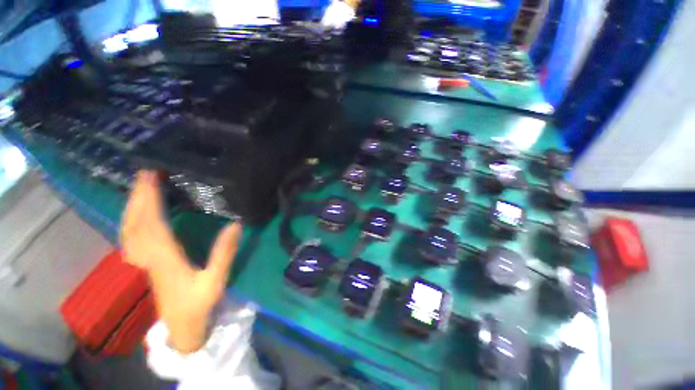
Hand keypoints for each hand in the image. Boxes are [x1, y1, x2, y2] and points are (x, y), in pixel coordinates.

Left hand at [120, 171, 242, 352]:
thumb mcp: (216, 280)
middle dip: (139, 196)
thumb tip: (235, 224)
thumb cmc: (199, 303)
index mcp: (167, 259)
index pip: (153, 224)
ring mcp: (144, 261)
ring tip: (139, 188)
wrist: (182, 326)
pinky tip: (135, 215)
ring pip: (129, 230)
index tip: (152, 178)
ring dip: (132, 207)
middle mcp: (150, 257)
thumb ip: (224, 253)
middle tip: (144, 174)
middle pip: (136, 223)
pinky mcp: (146, 264)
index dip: (151, 200)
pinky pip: (130, 239)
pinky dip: (130, 222)